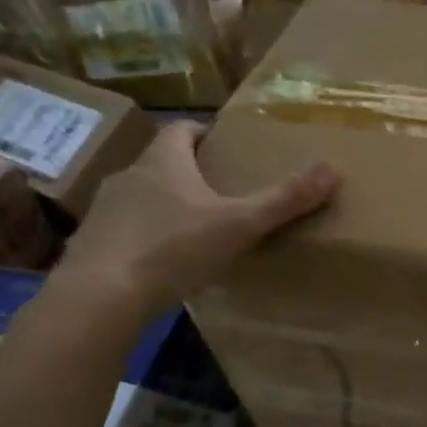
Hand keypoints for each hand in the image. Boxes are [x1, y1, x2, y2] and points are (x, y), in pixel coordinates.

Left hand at [50, 119, 339, 322]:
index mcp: (163, 162)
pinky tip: (163, 261)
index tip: (224, 145)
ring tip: (196, 227)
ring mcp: (104, 211)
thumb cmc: (172, 249)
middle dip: (189, 171)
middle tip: (221, 190)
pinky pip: (124, 229)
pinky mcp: (91, 244)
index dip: (202, 132)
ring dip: (165, 204)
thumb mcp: (239, 224)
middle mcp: (129, 177)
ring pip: (141, 196)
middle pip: (161, 162)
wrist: (98, 297)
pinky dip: (144, 236)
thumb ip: (285, 199)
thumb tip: (334, 169)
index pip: (180, 129)